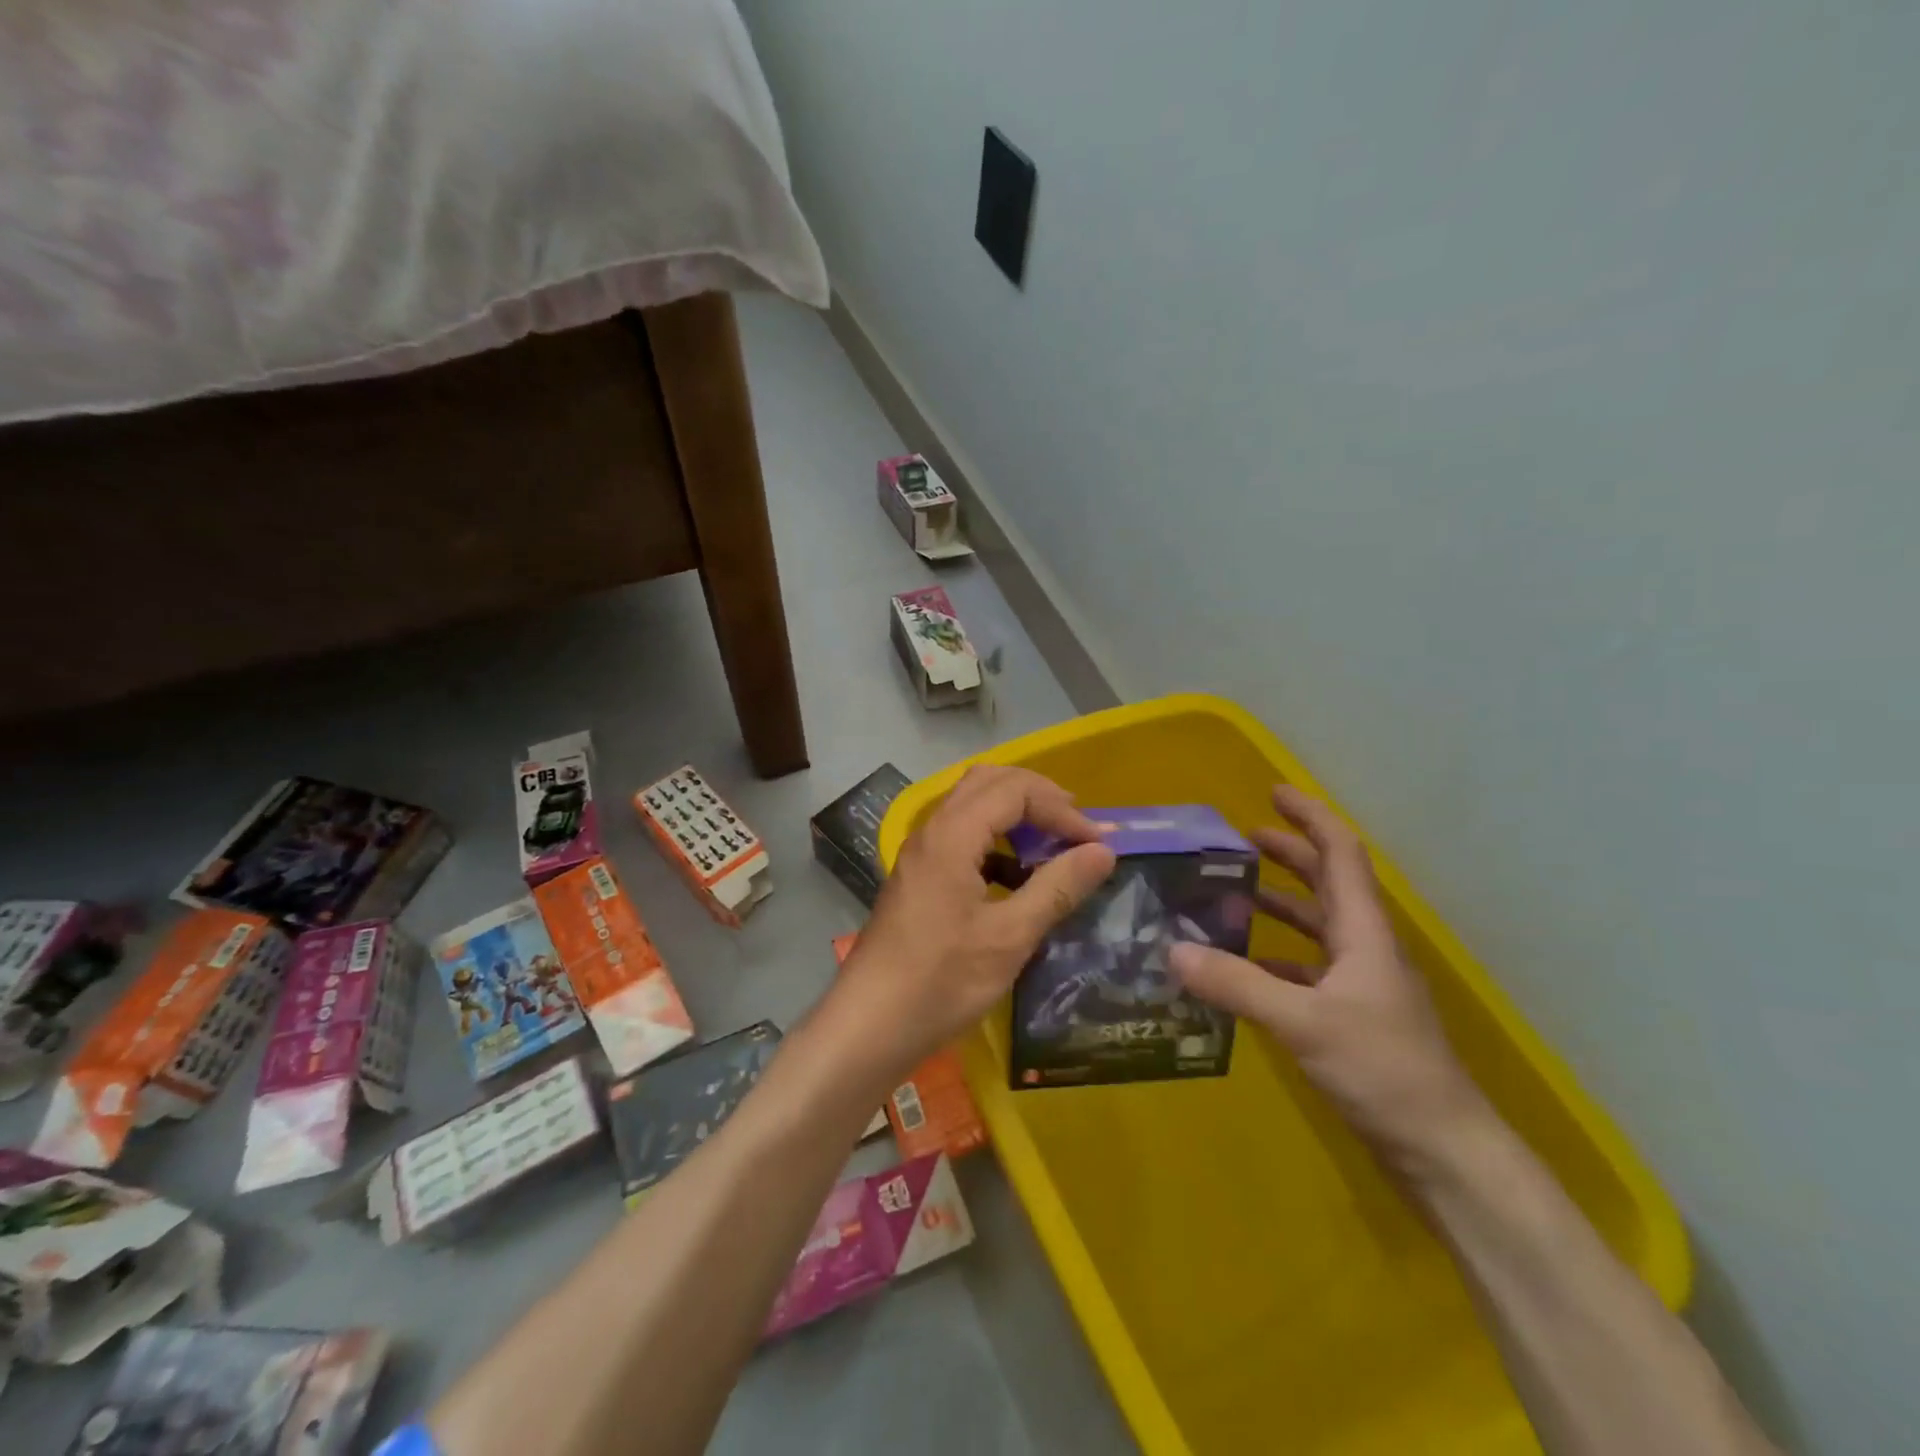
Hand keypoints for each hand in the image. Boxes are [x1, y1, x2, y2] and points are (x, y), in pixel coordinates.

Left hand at [836, 765, 1116, 1078]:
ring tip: (1052, 845)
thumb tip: (1103, 850)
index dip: (1061, 810)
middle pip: (989, 782)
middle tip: (1075, 826)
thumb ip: (1058, 887)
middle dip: (1038, 797)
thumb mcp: (1010, 937)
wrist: (869, 1024)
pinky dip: (995, 841)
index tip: (1097, 844)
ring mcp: (921, 853)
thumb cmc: (941, 981)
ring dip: (1015, 815)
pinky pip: (961, 836)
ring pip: (972, 806)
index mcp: (952, 835)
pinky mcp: (918, 877)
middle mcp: (932, 831)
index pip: (1015, 790)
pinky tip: (1016, 877)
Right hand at [1170, 785, 1485, 1169]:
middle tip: (1242, 838)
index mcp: (1363, 932)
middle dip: (1290, 854)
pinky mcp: (1351, 1018)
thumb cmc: (1384, 1071)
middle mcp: (1364, 948)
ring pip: (1317, 926)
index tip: (1273, 792)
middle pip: (1329, 883)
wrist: (1443, 1152)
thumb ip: (1237, 984)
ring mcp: (1361, 985)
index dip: (1311, 817)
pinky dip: (1274, 956)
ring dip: (1280, 903)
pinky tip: (1241, 967)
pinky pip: (1307, 969)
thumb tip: (1173, 950)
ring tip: (1232, 893)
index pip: (1341, 854)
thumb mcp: (1304, 1023)